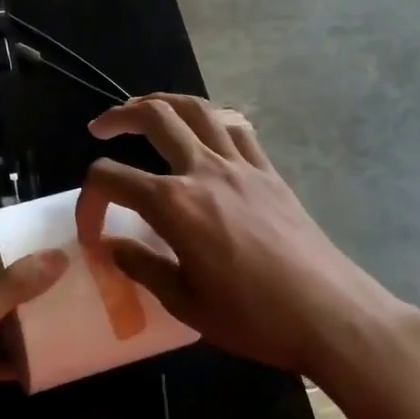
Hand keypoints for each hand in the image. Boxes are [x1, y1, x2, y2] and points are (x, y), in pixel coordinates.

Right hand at [76, 94, 419, 383]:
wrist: (331, 315)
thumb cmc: (253, 317)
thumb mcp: (185, 303)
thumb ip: (142, 266)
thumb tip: (113, 246)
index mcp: (174, 204)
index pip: (111, 179)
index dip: (88, 200)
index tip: (91, 232)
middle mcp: (204, 170)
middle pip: (154, 116)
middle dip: (119, 116)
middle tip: (101, 127)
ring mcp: (241, 165)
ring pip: (197, 109)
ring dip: (164, 101)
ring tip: (146, 109)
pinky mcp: (269, 172)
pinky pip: (236, 128)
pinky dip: (211, 119)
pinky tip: (205, 130)